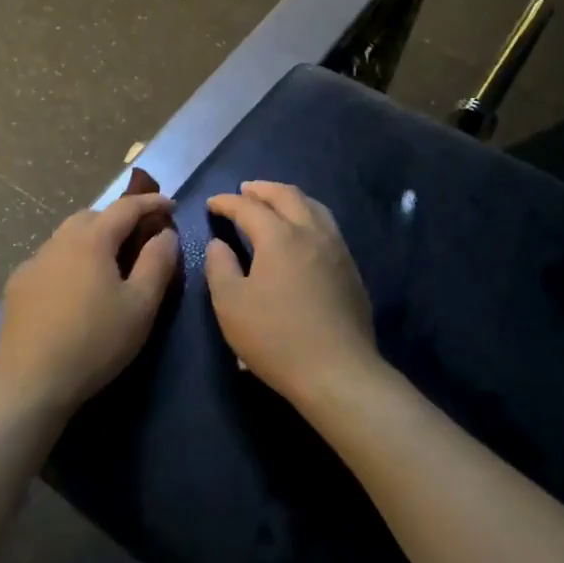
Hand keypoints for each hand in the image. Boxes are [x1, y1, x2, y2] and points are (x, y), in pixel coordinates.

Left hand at [0, 186, 180, 415]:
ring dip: (92, 239)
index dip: (151, 202)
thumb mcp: (141, 305)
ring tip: (108, 264)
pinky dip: (70, 261)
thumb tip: (166, 233)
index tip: (171, 205)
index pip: (125, 207)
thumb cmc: (94, 341)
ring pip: (67, 236)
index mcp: (91, 239)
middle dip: (118, 218)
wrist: (30, 381)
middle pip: (92, 216)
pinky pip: (50, 259)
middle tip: (139, 237)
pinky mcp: (18, 285)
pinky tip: (74, 289)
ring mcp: (33, 262)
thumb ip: (158, 262)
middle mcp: (59, 241)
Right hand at [204, 181, 379, 407]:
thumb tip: (219, 244)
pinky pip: (327, 227)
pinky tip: (301, 235)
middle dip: (262, 189)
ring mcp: (337, 249)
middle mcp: (311, 232)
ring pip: (313, 207)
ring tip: (274, 204)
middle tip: (244, 191)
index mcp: (279, 236)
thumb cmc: (276, 338)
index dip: (227, 202)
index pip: (249, 207)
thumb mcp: (231, 305)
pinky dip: (307, 217)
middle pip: (287, 195)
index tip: (212, 203)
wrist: (339, 373)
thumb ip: (219, 267)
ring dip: (289, 199)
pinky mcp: (351, 269)